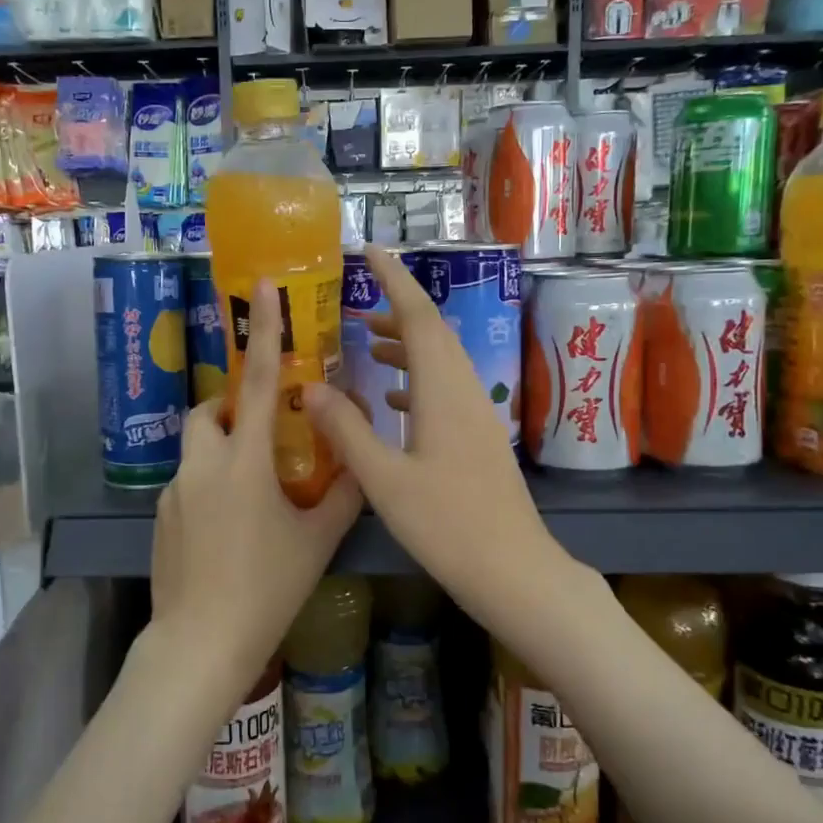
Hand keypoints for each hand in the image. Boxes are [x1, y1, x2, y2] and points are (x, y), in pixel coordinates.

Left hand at [149, 281, 361, 692]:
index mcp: (244, 462)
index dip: (263, 332)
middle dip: (231, 408)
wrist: (201, 644)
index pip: (255, 383)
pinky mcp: (161, 518)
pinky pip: (187, 483)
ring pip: (196, 448)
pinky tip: (228, 530)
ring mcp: (174, 492)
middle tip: (263, 435)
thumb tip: (359, 465)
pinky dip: (208, 484)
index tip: (260, 287)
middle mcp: (202, 465)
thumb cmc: (267, 589)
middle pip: (209, 411)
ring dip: (220, 449)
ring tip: (250, 489)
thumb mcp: (317, 541)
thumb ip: (342, 495)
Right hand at [306, 245, 559, 616]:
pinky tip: (390, 399)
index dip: (395, 280)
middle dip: (397, 310)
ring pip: (441, 361)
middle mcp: (465, 391)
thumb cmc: (448, 524)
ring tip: (366, 344)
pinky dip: (416, 379)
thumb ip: (345, 429)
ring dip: (406, 345)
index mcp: (443, 390)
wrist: (514, 571)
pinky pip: (445, 389)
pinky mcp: (479, 438)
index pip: (420, 316)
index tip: (371, 251)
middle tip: (357, 303)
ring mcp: (477, 415)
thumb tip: (308, 387)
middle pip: (434, 333)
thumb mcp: (384, 478)